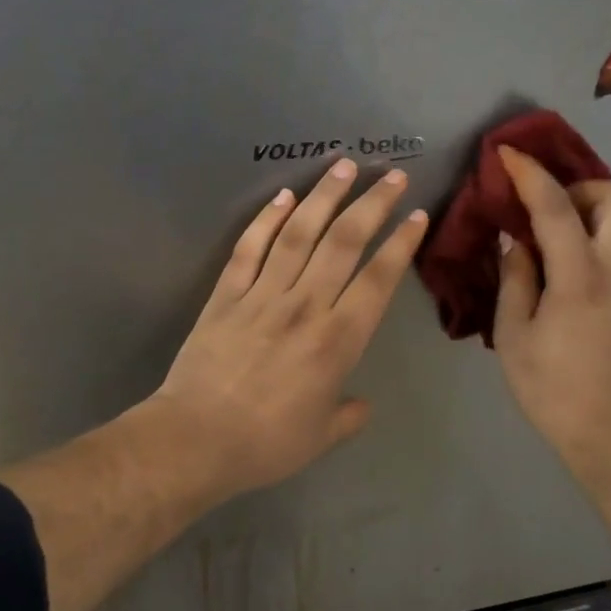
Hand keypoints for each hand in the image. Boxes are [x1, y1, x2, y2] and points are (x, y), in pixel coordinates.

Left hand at [150, 158, 428, 502]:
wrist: (195, 439)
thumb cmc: (266, 443)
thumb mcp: (321, 437)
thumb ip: (348, 416)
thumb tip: (361, 404)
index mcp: (337, 340)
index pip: (378, 280)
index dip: (400, 244)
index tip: (415, 215)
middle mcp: (305, 306)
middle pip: (344, 242)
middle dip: (372, 204)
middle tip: (391, 175)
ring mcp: (262, 294)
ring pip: (299, 234)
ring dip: (324, 197)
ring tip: (342, 166)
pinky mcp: (226, 294)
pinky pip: (250, 248)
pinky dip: (267, 220)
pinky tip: (283, 197)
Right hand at [492, 145, 610, 482]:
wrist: (607, 431)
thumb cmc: (549, 387)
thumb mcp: (513, 335)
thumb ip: (516, 279)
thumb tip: (516, 241)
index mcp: (578, 279)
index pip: (556, 209)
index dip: (530, 175)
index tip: (507, 154)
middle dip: (582, 186)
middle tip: (551, 207)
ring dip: (605, 209)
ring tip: (572, 229)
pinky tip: (587, 258)